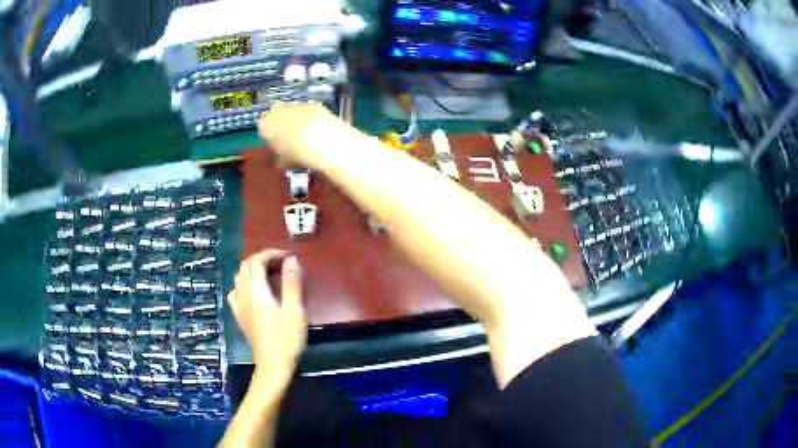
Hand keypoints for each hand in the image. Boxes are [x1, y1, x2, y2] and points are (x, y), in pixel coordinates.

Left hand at [227, 250, 306, 374]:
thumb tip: (291, 260)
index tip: (287, 257)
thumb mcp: (295, 310)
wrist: (273, 365)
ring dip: (252, 270)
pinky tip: (253, 292)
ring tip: (269, 275)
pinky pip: (235, 292)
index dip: (270, 254)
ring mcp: (239, 306)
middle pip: (245, 267)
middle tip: (280, 264)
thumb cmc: (287, 338)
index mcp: (256, 291)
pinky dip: (244, 285)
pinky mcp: (239, 317)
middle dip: (261, 259)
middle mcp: (244, 295)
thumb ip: (292, 283)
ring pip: (239, 278)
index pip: (256, 261)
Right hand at [257, 102, 341, 168]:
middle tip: (292, 138)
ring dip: (298, 119)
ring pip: (293, 111)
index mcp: (265, 125)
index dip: (271, 137)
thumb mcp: (284, 163)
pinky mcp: (313, 103)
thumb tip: (281, 160)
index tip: (278, 145)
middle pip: (277, 115)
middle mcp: (277, 110)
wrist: (323, 142)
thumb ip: (279, 159)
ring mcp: (296, 104)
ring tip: (308, 134)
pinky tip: (320, 128)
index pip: (263, 129)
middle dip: (282, 124)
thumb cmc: (297, 155)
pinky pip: (310, 110)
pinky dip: (313, 117)